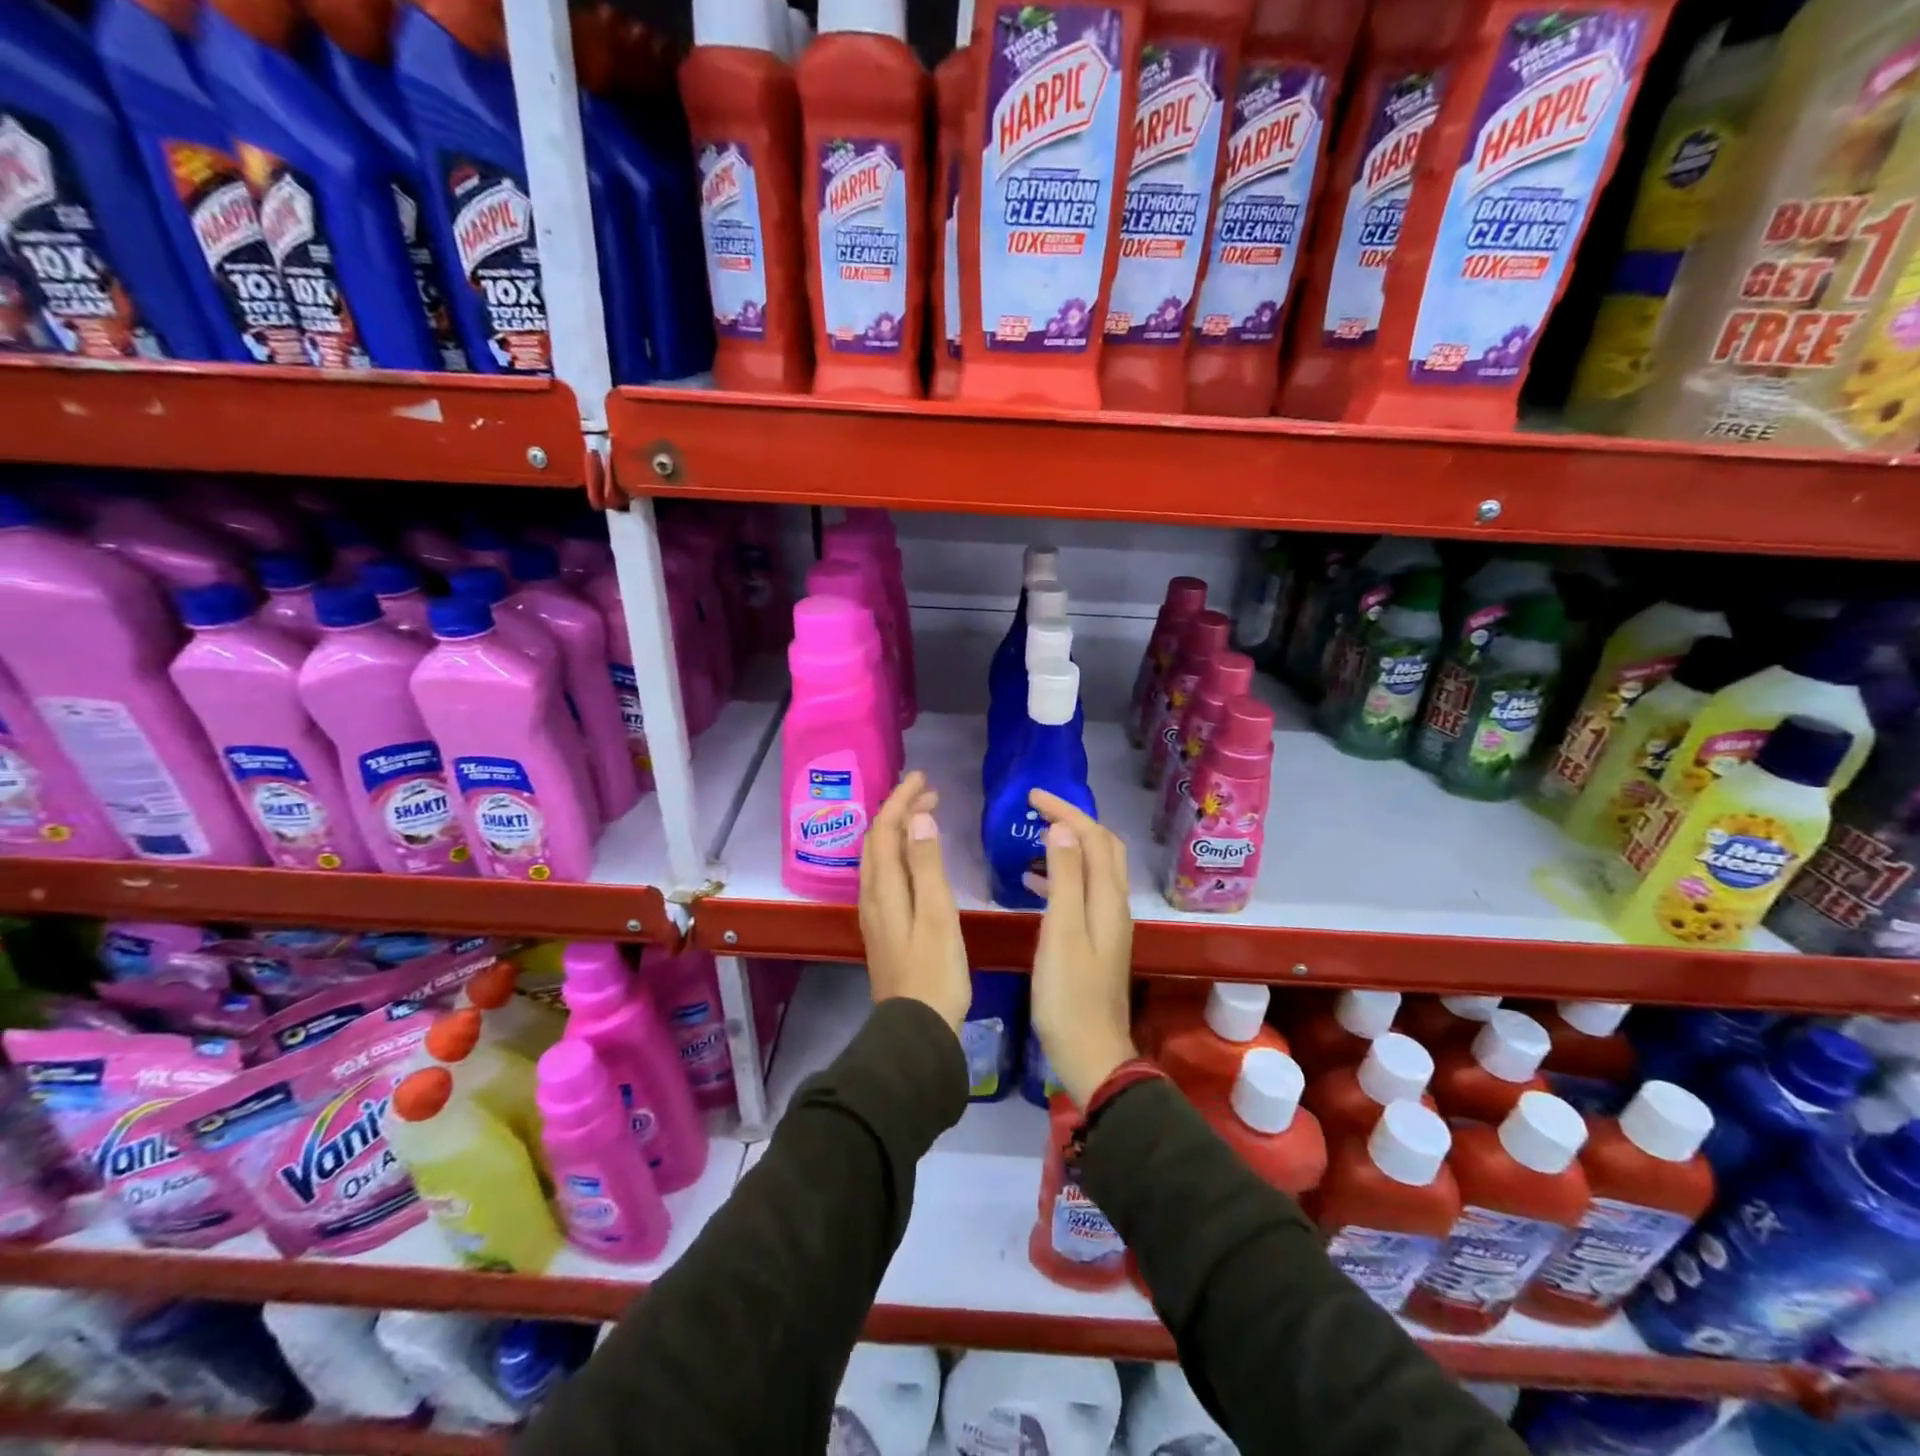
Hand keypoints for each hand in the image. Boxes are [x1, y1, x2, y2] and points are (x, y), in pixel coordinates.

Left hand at [859, 772, 970, 1031]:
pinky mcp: (885, 927)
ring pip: (879, 857)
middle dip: (898, 810)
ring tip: (923, 815)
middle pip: (878, 840)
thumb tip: (918, 817)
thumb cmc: (934, 971)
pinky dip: (900, 852)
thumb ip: (927, 864)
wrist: (916, 1029)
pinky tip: (916, 859)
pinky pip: (886, 874)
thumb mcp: (937, 914)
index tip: (922, 777)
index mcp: (884, 887)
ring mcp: (876, 913)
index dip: (901, 800)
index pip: (886, 829)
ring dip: (898, 830)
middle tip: (928, 791)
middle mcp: (872, 895)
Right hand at [1027, 789, 1135, 1107]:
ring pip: (1092, 868)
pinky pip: (1081, 891)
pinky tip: (1033, 883)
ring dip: (1067, 846)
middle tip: (1037, 810)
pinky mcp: (1096, 940)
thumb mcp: (1061, 931)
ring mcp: (1107, 923)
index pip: (1093, 837)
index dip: (1066, 811)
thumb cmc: (1069, 994)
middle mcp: (1114, 904)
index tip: (1032, 797)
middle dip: (1073, 821)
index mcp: (1107, 898)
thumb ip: (1064, 878)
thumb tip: (1062, 829)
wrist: (1091, 1053)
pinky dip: (1061, 876)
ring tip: (1032, 838)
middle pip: (1101, 848)